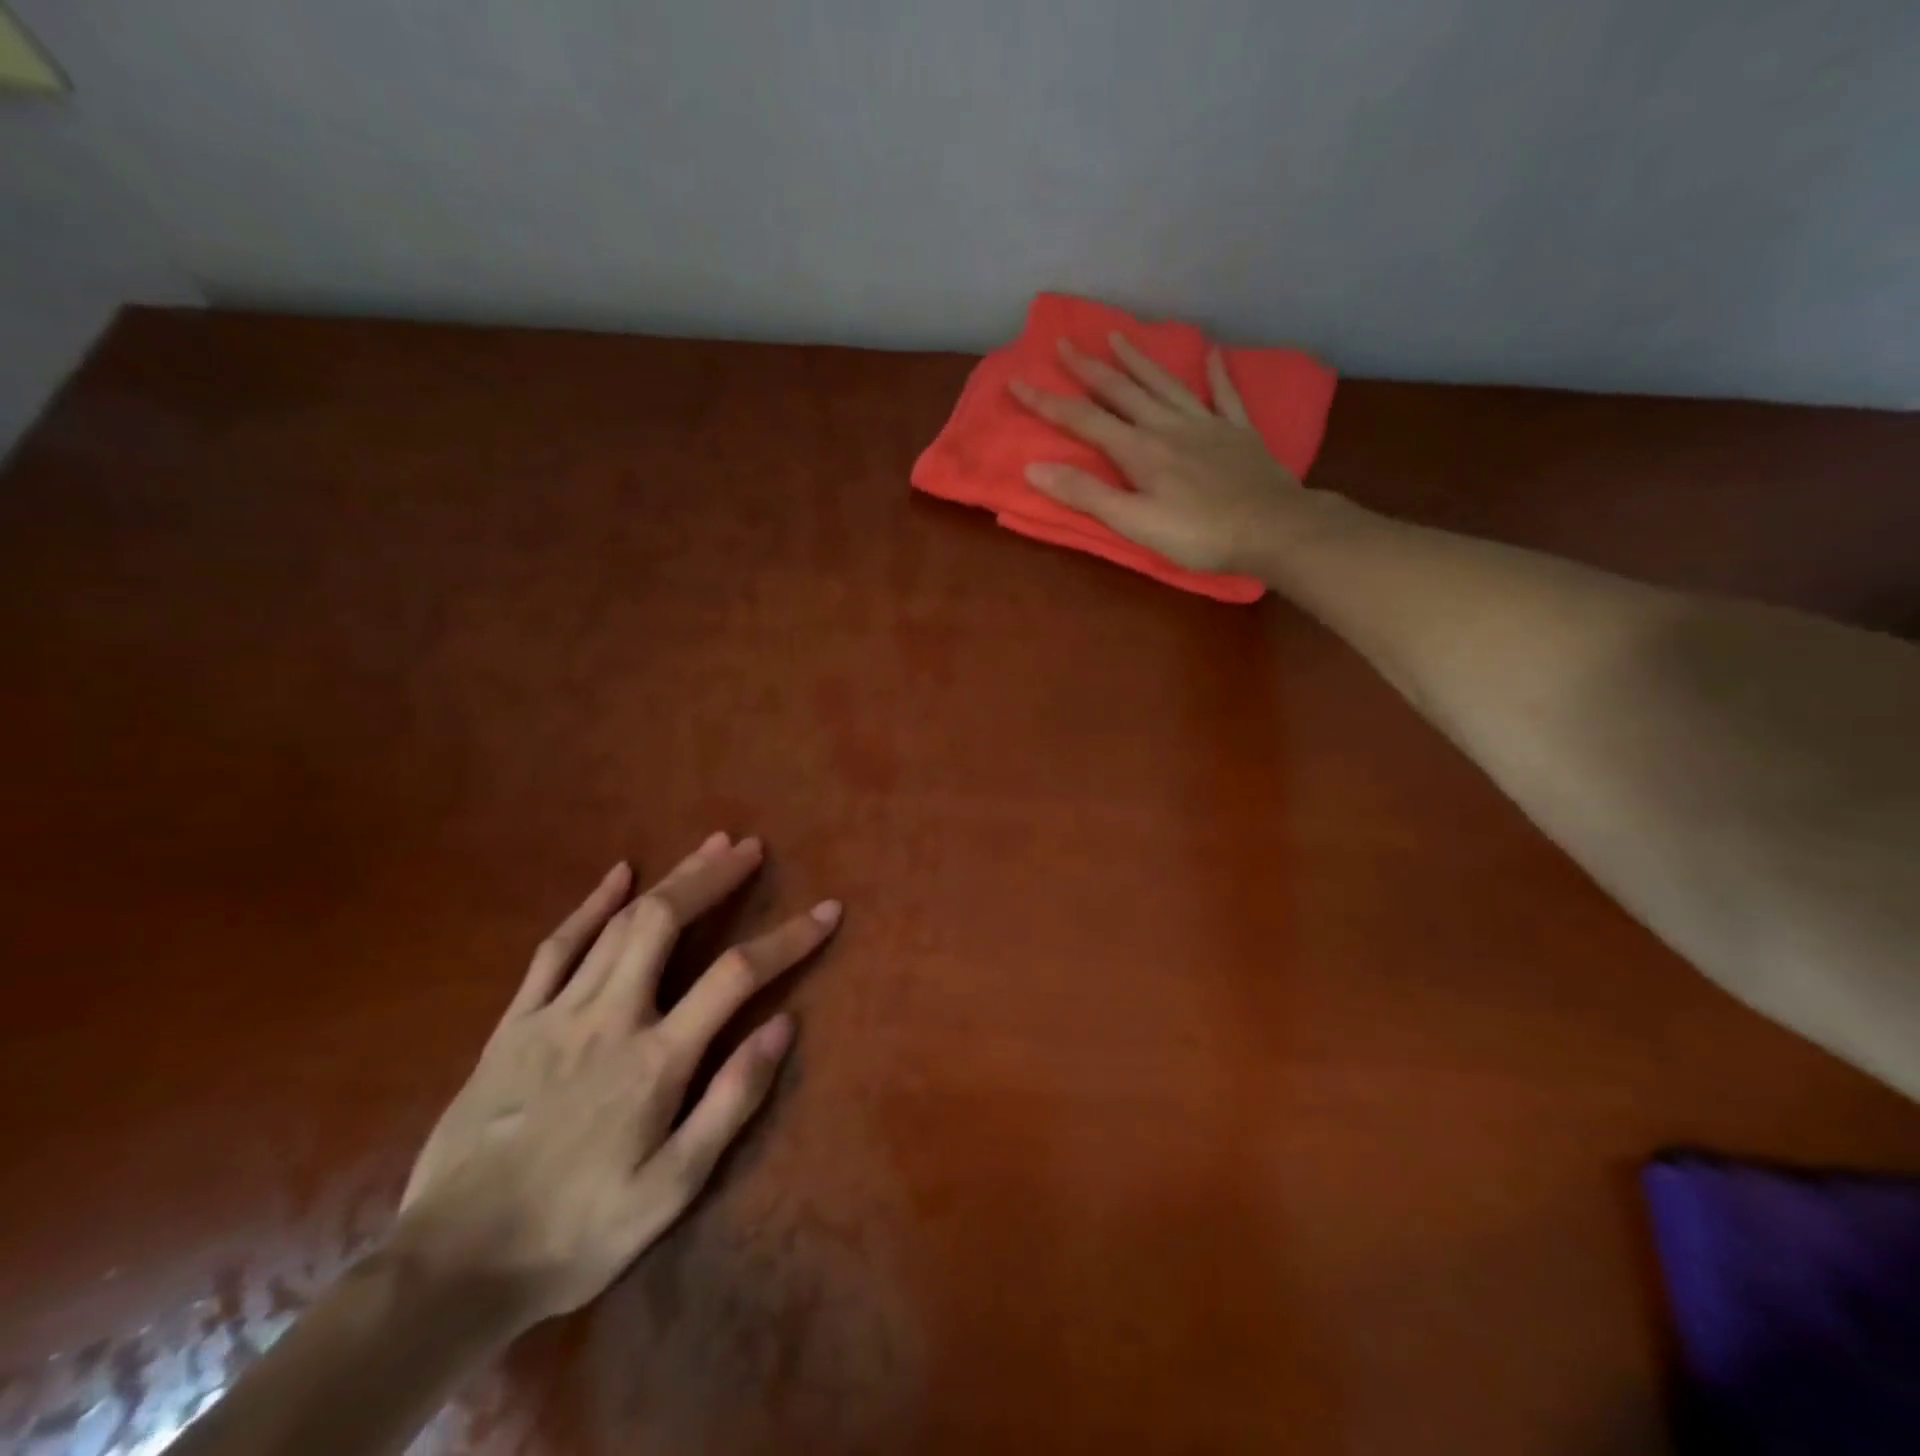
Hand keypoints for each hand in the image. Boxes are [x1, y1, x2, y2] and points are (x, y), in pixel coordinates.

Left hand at [393, 833, 838, 1323]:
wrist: (450, 1270)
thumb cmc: (577, 1232)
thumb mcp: (672, 1188)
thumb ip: (731, 1101)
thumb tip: (784, 1025)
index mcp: (657, 1059)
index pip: (738, 975)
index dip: (788, 937)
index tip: (827, 911)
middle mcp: (610, 1018)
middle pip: (666, 922)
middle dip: (714, 878)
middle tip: (750, 848)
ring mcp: (556, 1013)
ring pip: (620, 923)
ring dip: (669, 879)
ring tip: (707, 847)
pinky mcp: (515, 1023)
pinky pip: (556, 948)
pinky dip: (590, 905)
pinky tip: (617, 875)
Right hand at [1010, 334, 1307, 574]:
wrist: (1272, 529)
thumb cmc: (1198, 534)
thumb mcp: (1134, 523)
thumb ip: (1086, 494)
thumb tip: (1034, 469)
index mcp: (1139, 450)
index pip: (1084, 420)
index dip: (1048, 402)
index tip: (1018, 382)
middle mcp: (1168, 426)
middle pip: (1122, 391)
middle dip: (1088, 368)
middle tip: (1064, 343)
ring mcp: (1206, 424)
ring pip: (1165, 384)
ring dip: (1138, 360)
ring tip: (1117, 335)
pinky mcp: (1238, 432)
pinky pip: (1225, 395)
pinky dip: (1217, 373)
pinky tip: (1212, 353)